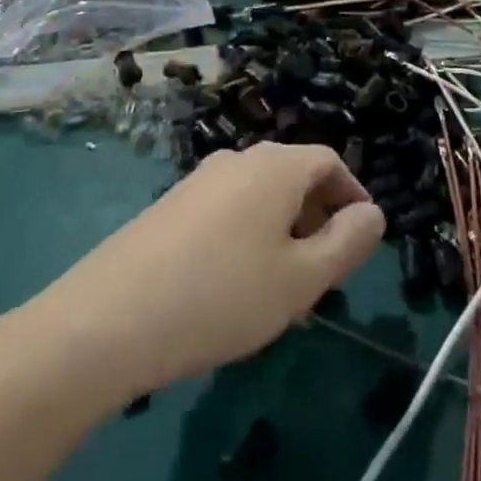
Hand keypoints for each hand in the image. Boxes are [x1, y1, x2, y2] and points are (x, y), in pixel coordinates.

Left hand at [29, 143, 384, 401]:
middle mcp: (235, 160)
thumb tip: (372, 214)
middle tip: (324, 275)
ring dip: (282, 233)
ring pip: (258, 198)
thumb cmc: (222, 296)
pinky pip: (226, 212)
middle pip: (293, 177)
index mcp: (273, 167)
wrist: (108, 319)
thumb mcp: (301, 279)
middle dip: (317, 219)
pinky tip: (234, 289)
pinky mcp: (169, 207)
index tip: (361, 241)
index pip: (329, 161)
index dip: (353, 196)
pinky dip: (247, 238)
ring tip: (282, 291)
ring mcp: (197, 182)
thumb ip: (347, 243)